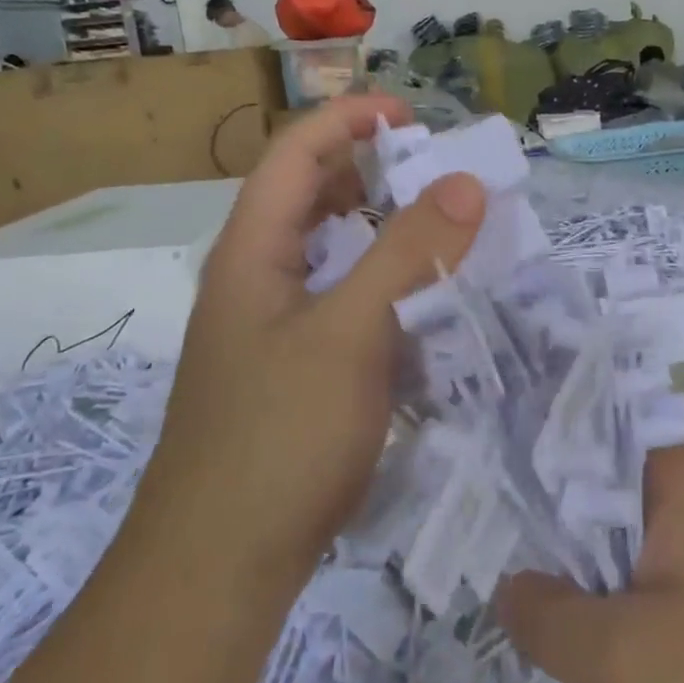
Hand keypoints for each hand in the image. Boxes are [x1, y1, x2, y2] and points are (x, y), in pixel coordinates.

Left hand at [146, 95, 485, 585]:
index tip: (413, 116)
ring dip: (381, 234)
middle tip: (437, 177)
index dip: (349, 119)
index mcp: (252, 251)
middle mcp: (255, 279)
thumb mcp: (352, 333)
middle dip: (372, 173)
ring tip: (440, 235)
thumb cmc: (280, 437)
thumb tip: (465, 181)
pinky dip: (382, 290)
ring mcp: (271, 329)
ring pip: (330, 256)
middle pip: (311, 199)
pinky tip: (421, 311)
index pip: (296, 153)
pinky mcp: (292, 372)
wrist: (219, 566)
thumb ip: (409, 253)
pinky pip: (342, 306)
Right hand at [496, 442, 683, 682]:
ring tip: (522, 590)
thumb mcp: (619, 656)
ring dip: (583, 566)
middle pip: (604, 486)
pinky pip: (658, 575)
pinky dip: (618, 595)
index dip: (529, 456)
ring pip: (628, 537)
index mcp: (683, 473)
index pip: (586, 437)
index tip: (477, 481)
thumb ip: (545, 613)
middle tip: (483, 542)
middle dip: (550, 521)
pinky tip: (585, 631)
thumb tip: (507, 586)